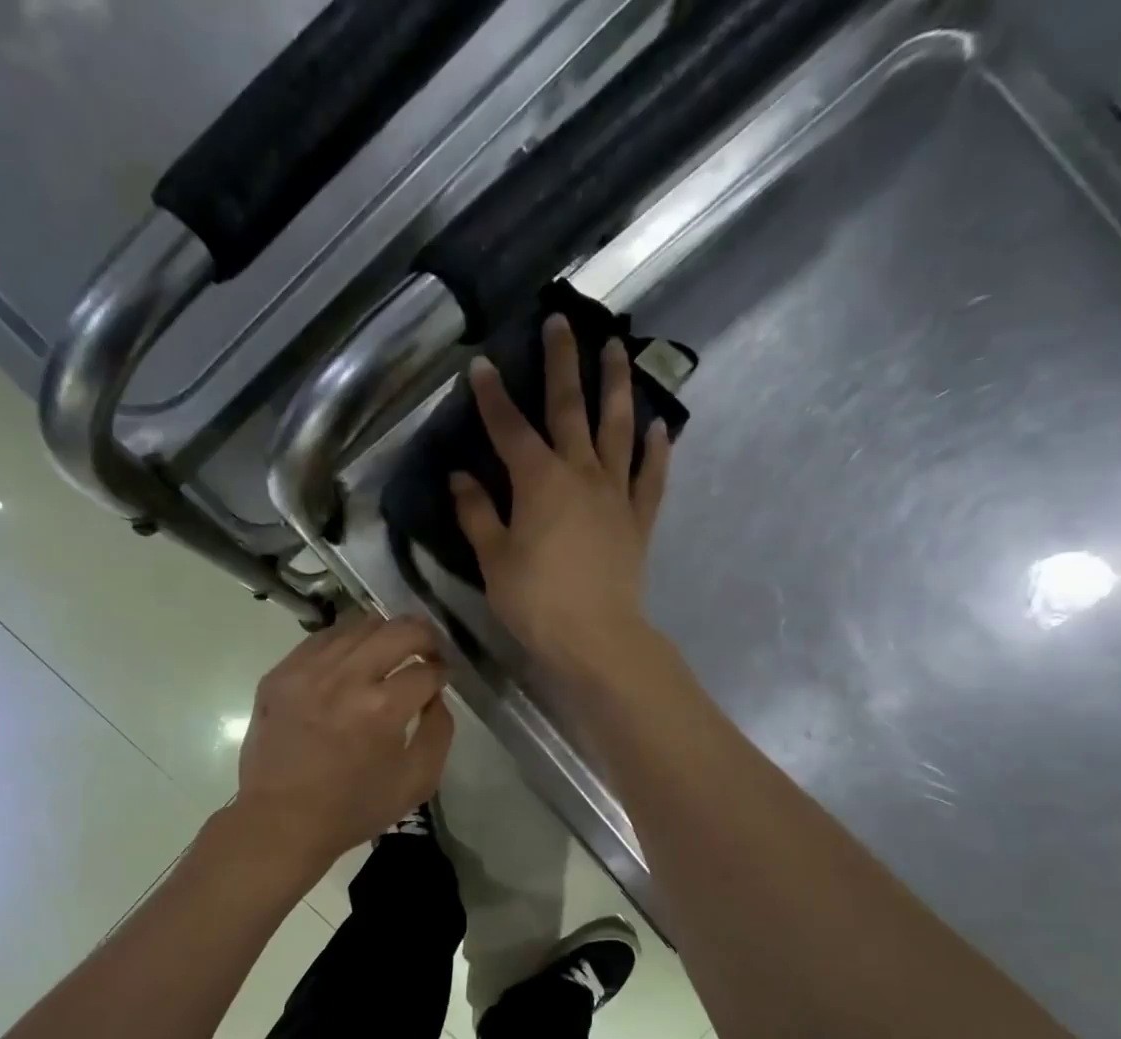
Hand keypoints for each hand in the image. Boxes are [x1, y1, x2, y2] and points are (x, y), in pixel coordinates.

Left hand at [232, 613, 454, 874]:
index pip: (426, 670)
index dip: (443, 672)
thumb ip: (439, 731)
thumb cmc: (353, 809)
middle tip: (428, 650)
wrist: (280, 822)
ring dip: (385, 633)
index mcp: (381, 709)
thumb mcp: (416, 782)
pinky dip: (346, 641)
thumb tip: (436, 694)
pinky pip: (322, 638)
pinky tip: (353, 659)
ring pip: (359, 624)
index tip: (442, 678)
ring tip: (391, 651)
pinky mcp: (280, 674)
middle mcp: (345, 678)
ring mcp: (307, 671)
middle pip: (398, 630)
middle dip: (424, 636)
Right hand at [450, 314, 671, 672]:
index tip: (481, 364)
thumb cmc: (536, 601)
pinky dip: (656, 450)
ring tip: (618, 348)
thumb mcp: (494, 559)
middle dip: (563, 363)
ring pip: (618, 428)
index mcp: (538, 481)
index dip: (492, 396)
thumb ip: (478, 514)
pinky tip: (660, 426)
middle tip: (562, 320)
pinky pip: (651, 476)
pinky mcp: (639, 518)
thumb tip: (460, 476)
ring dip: (617, 385)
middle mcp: (580, 473)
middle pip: (570, 408)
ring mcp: (615, 493)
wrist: (596, 636)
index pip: (510, 428)